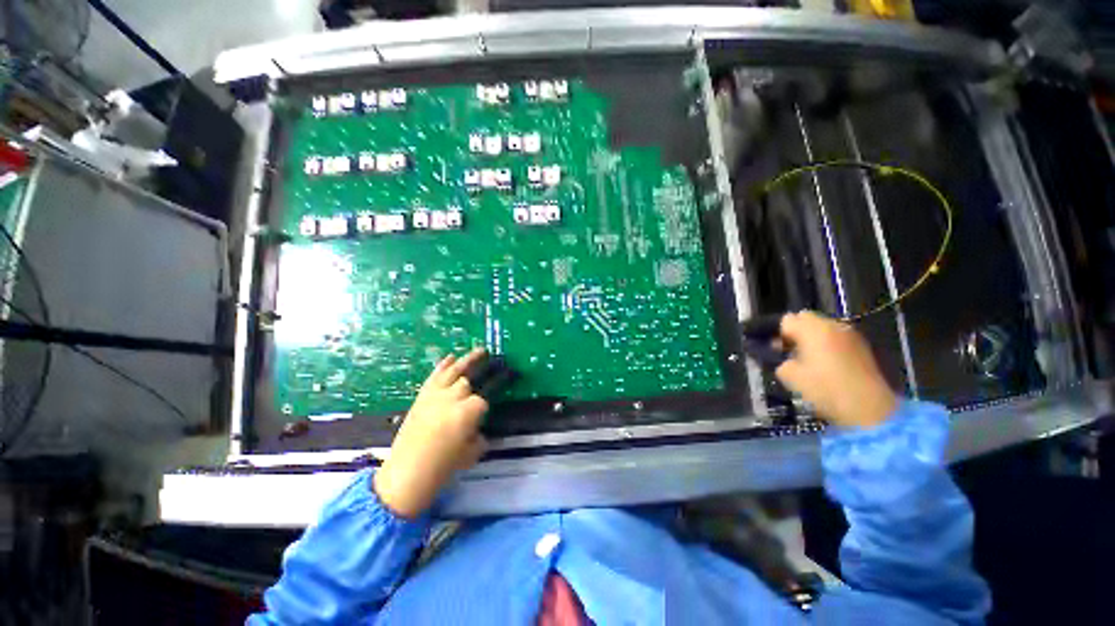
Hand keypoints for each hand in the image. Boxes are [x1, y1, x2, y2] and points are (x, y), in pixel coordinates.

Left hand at [373, 349, 489, 517]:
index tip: (508, 376)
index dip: (499, 385)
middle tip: (496, 360)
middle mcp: (456, 396)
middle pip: (471, 377)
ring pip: (455, 370)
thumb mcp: (473, 452)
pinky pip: (435, 375)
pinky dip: (443, 365)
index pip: (488, 393)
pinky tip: (450, 357)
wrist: (407, 472)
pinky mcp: (423, 396)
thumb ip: (479, 435)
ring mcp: (437, 393)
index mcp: (472, 409)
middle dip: (485, 368)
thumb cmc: (444, 466)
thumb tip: (478, 429)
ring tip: (480, 350)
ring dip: (469, 359)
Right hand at [774, 311, 897, 428]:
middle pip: (806, 318)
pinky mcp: (862, 345)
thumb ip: (779, 361)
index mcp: (812, 329)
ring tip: (810, 358)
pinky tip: (828, 363)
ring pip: (823, 326)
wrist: (869, 408)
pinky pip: (837, 336)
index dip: (778, 334)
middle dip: (795, 331)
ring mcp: (850, 334)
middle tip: (791, 352)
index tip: (778, 351)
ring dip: (812, 337)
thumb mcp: (790, 377)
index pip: (786, 320)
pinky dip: (828, 343)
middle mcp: (832, 325)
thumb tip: (782, 357)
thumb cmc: (825, 389)